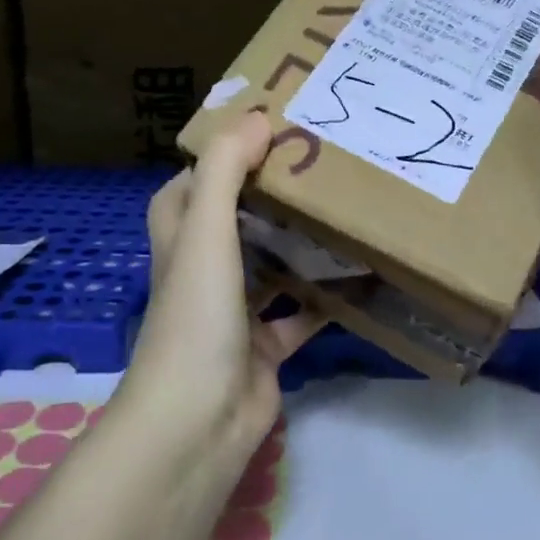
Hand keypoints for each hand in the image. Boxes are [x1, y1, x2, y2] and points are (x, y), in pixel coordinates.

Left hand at [124, 112, 324, 437]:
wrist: (198, 422)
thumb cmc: (195, 316)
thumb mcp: (205, 232)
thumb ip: (225, 171)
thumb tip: (255, 117)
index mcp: (180, 241)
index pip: (188, 188)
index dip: (216, 159)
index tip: (261, 133)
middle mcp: (203, 273)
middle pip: (233, 223)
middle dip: (267, 196)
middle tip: (317, 165)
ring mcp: (233, 314)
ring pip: (268, 267)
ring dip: (297, 245)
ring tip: (342, 209)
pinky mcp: (264, 349)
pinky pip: (298, 316)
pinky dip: (323, 300)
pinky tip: (359, 277)